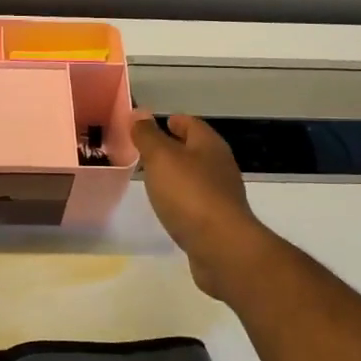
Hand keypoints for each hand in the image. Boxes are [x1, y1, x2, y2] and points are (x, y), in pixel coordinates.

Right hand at [131, 113, 282, 299]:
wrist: (221, 247)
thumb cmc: (189, 194)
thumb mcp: (161, 158)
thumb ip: (148, 136)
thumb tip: (139, 113)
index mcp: (209, 145)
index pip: (191, 124)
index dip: (172, 121)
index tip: (150, 125)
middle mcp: (219, 166)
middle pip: (194, 149)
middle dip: (171, 147)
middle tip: (143, 151)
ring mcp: (221, 195)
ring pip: (194, 176)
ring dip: (175, 174)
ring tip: (150, 177)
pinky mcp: (218, 221)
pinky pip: (195, 201)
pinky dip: (179, 198)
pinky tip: (166, 205)